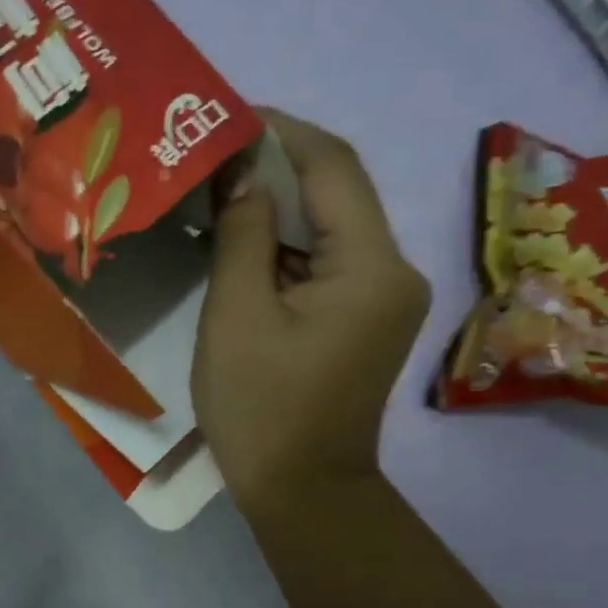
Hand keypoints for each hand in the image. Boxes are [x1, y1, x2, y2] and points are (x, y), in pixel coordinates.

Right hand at [192, 110, 429, 516]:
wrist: (303, 492)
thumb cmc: (261, 409)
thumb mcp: (237, 316)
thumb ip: (241, 234)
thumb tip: (242, 172)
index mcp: (371, 266)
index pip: (333, 166)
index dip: (282, 131)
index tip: (227, 116)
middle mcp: (394, 270)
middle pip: (337, 193)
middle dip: (277, 167)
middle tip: (212, 154)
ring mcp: (386, 297)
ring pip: (331, 227)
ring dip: (279, 207)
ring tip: (218, 191)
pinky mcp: (368, 318)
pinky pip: (328, 262)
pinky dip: (286, 246)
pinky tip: (242, 241)